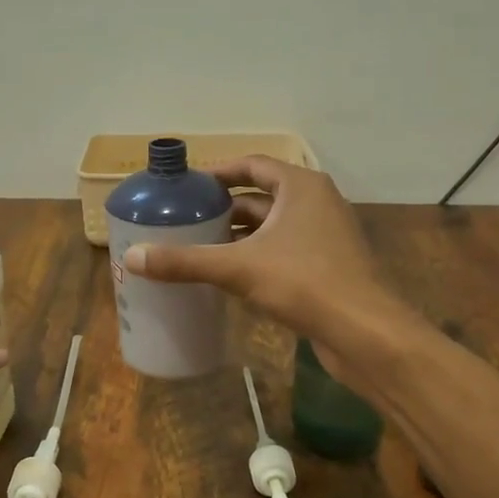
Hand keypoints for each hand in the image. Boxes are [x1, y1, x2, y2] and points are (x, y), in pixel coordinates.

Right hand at [121, 156, 403, 348]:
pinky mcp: (329, 266)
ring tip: (200, 247)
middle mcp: (317, 203)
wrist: (365, 332)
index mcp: (301, 187)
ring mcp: (326, 236)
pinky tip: (231, 276)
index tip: (188, 187)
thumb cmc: (304, 282)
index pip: (253, 165)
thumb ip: (186, 261)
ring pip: (273, 227)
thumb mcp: (238, 268)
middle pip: (261, 197)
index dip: (219, 173)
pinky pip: (285, 251)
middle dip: (225, 208)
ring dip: (240, 235)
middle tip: (187, 219)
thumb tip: (132, 257)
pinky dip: (258, 256)